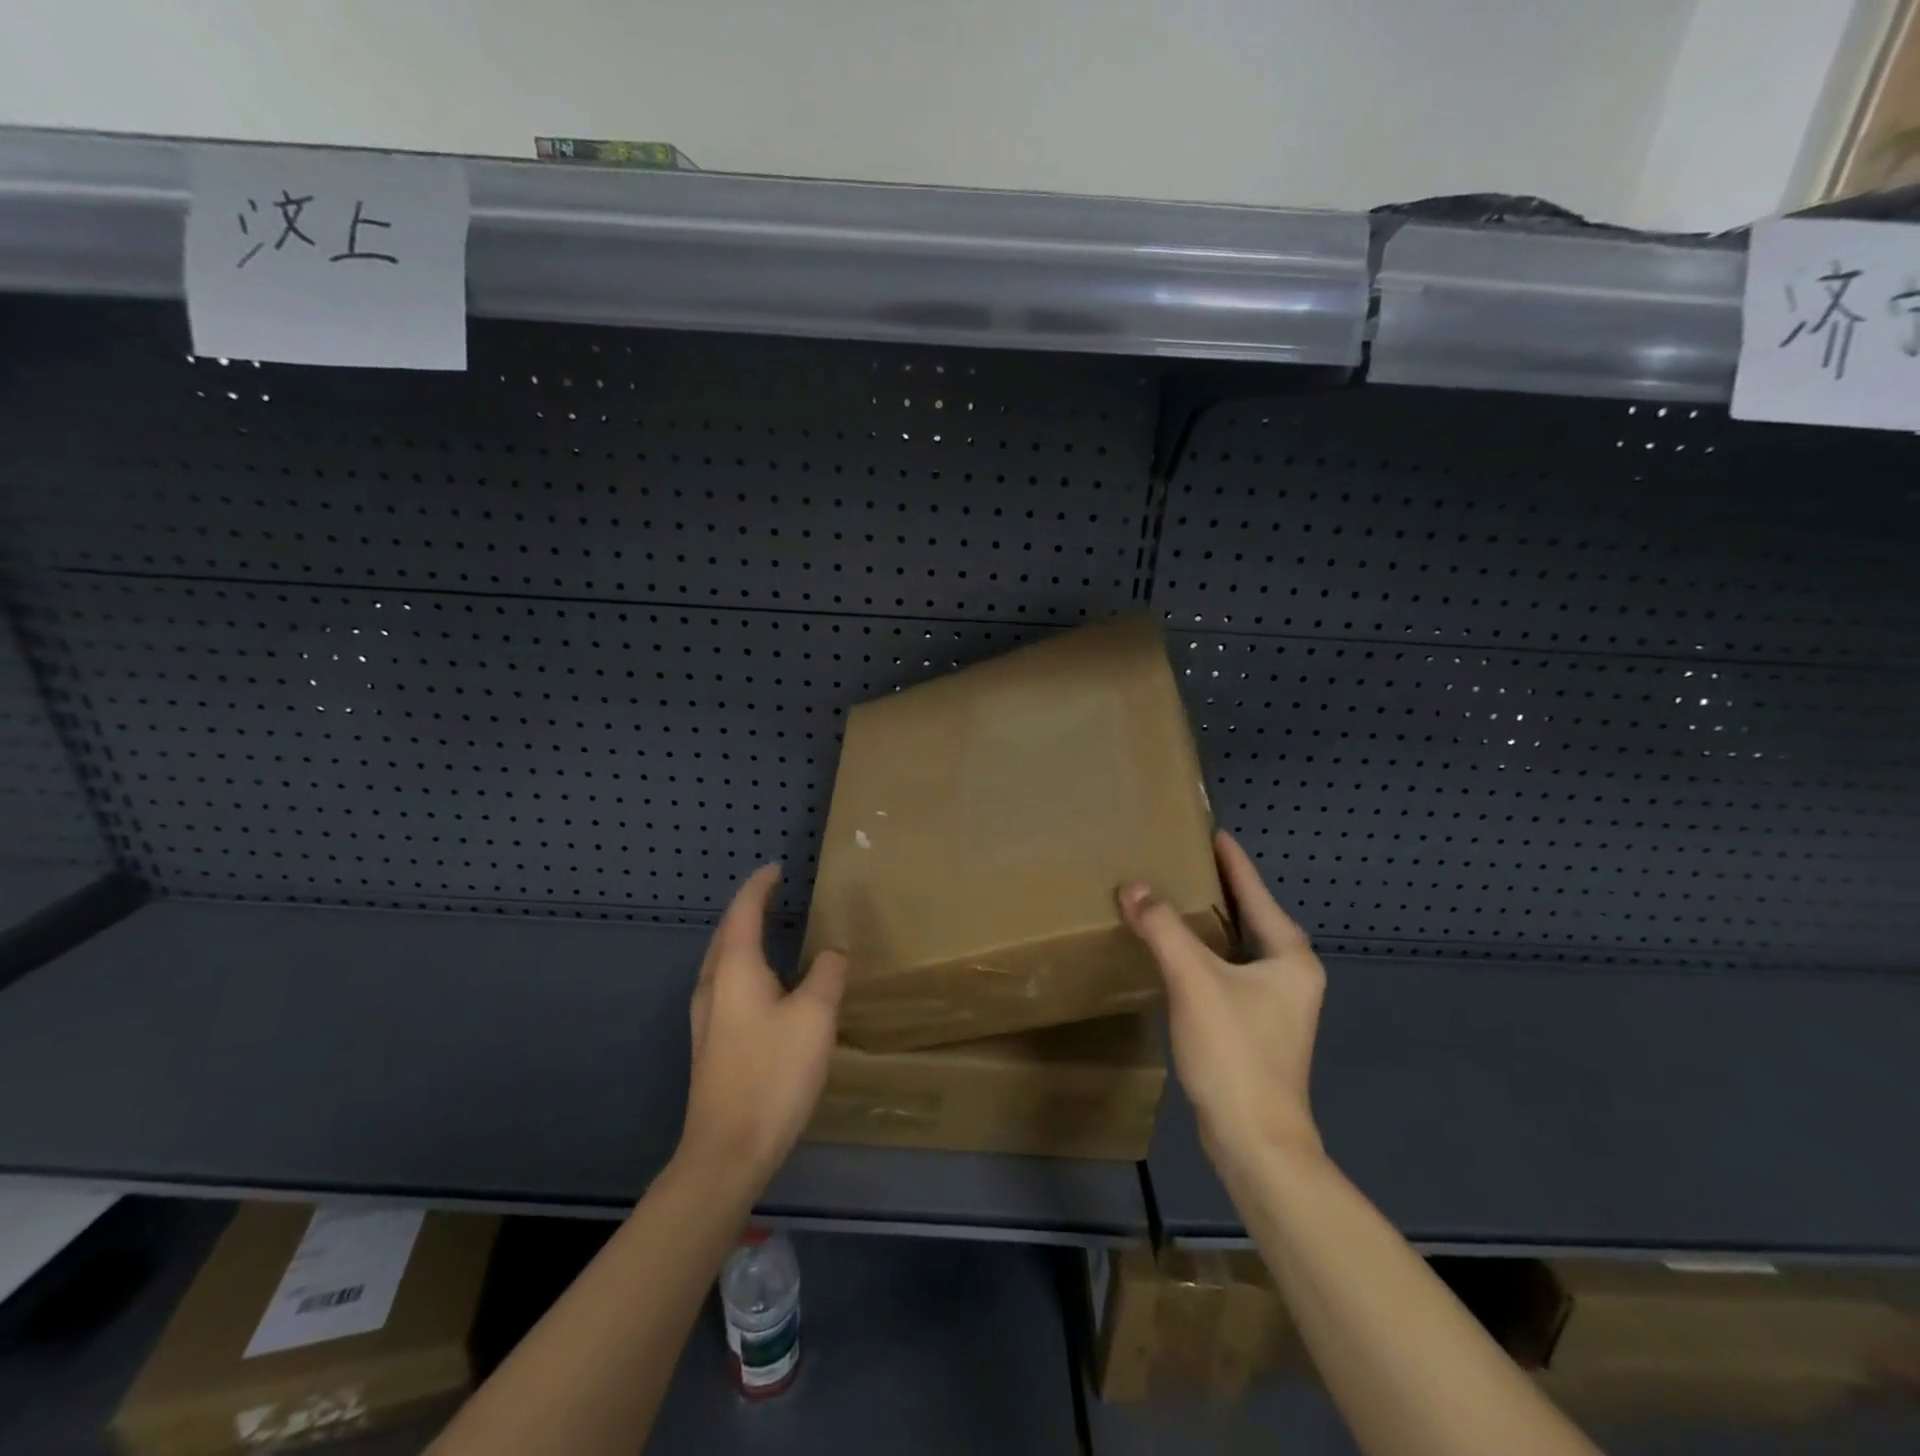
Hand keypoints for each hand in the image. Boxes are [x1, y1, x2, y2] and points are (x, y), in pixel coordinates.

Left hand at [678, 864, 847, 1188]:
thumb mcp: (815, 1016)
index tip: (777, 869)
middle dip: (748, 909)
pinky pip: (726, 986)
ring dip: (743, 939)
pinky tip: (765, 985)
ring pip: (723, 961)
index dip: (760, 886)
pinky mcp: (711, 1044)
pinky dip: (744, 967)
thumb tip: (833, 952)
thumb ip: (828, 974)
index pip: (744, 911)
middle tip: (774, 894)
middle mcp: (713, 986)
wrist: (728, 1150)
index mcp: (735, 969)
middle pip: (726, 933)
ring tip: (771, 931)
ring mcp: (706, 1018)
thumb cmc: (773, 1073)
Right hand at [1118, 831, 1325, 1176]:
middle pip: (1248, 916)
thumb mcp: (1194, 980)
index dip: (1230, 860)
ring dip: (1207, 922)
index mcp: (1288, 954)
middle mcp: (1289, 974)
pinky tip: (1174, 951)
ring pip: (1236, 946)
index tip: (1209, 831)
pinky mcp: (1255, 1026)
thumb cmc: (1235, 1052)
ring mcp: (1275, 1003)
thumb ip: (1163, 928)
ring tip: (1170, 898)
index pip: (1255, 891)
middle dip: (1216, 888)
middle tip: (1179, 860)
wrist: (1254, 1141)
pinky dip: (1202, 953)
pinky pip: (1226, 971)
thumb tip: (1133, 887)